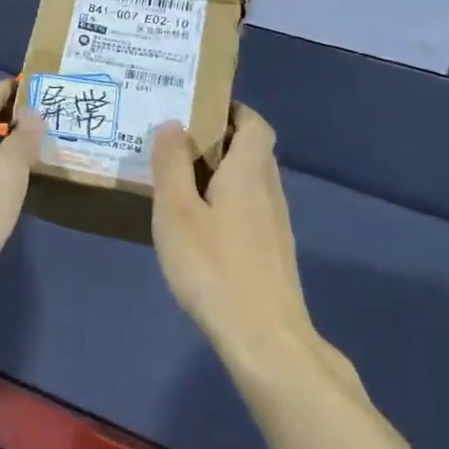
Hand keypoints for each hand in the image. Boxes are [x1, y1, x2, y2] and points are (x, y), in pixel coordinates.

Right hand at [151, 106, 358, 391]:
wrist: (265, 339)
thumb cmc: (214, 267)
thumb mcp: (177, 211)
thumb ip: (172, 164)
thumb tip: (173, 124)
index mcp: (249, 172)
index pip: (255, 124)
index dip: (232, 109)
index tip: (198, 108)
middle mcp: (269, 191)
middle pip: (253, 151)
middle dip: (220, 139)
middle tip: (177, 141)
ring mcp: (275, 225)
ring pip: (251, 182)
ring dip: (222, 172)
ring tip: (181, 179)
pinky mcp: (272, 254)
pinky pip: (250, 209)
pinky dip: (227, 202)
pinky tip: (200, 224)